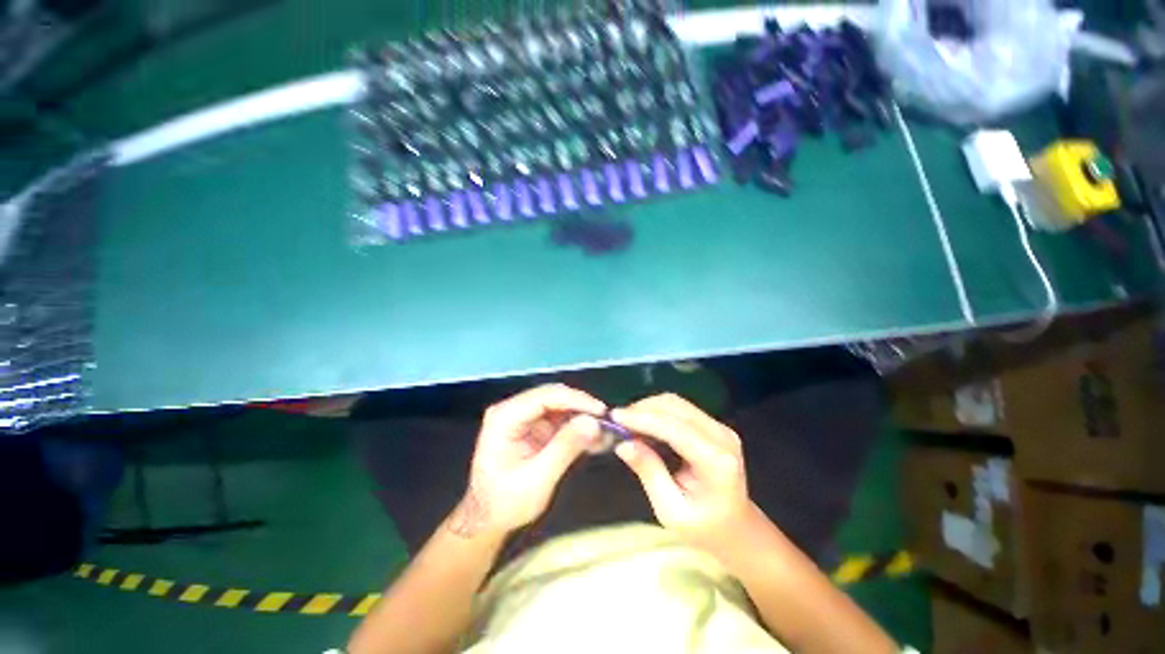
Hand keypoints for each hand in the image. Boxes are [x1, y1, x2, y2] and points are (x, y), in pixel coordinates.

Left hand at [450, 384, 604, 538]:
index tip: (601, 412)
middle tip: (607, 424)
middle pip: (554, 397)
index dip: (576, 400)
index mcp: (505, 416)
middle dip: (582, 408)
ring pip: (561, 406)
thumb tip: (594, 422)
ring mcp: (524, 417)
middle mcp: (514, 409)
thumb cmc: (505, 503)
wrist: (487, 519)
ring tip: (605, 434)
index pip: (546, 396)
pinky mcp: (534, 427)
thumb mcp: (537, 479)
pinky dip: (578, 428)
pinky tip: (595, 440)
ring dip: (583, 418)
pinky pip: (560, 419)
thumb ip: (565, 448)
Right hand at [612, 394, 752, 549]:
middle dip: (642, 409)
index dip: (642, 418)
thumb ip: (649, 472)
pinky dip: (657, 411)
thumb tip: (623, 444)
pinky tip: (643, 424)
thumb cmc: (703, 527)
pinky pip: (680, 409)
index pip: (674, 428)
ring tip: (627, 423)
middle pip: (675, 407)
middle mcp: (721, 436)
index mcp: (716, 461)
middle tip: (617, 421)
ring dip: (648, 408)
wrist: (736, 527)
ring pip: (676, 403)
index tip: (614, 417)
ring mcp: (720, 427)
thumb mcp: (670, 510)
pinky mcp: (713, 425)